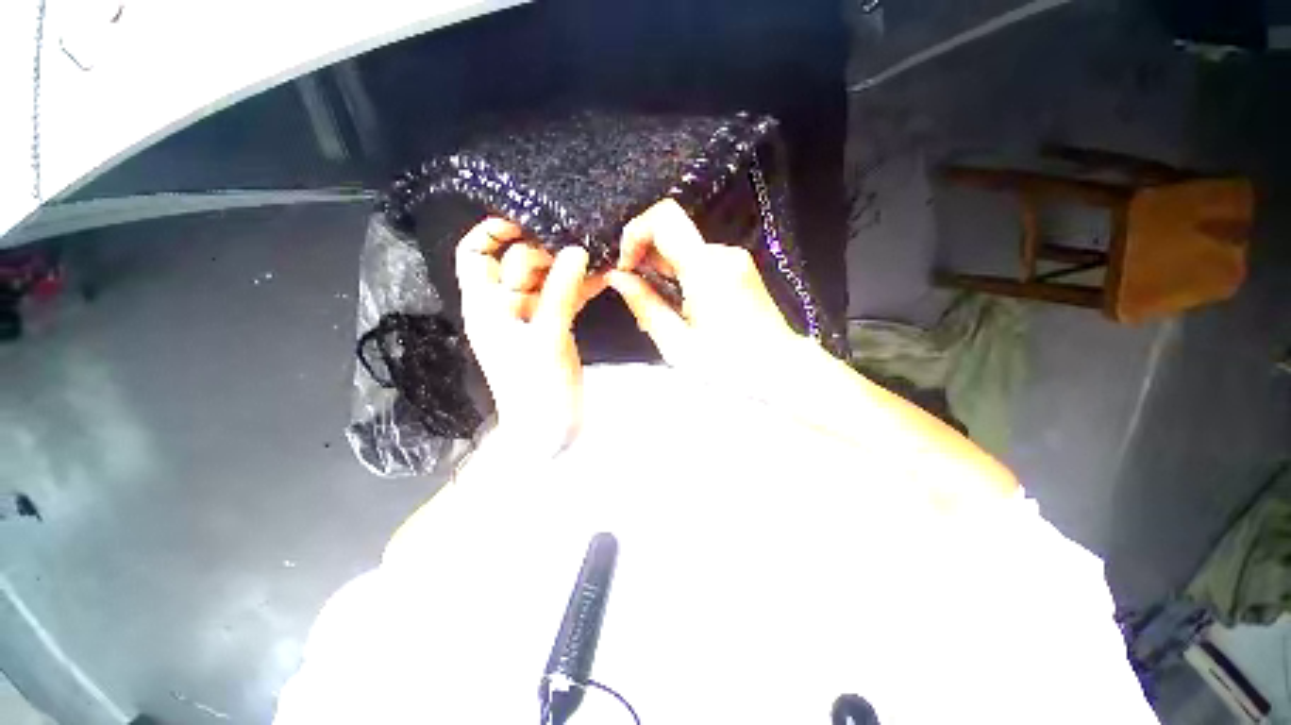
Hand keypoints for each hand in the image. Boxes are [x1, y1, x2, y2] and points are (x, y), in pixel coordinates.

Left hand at [455, 218, 605, 453]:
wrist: (549, 430)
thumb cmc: (536, 387)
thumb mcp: (546, 336)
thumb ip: (561, 292)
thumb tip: (577, 251)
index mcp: (486, 305)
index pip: (474, 253)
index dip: (493, 232)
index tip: (527, 223)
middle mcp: (505, 305)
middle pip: (518, 262)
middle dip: (545, 252)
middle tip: (576, 250)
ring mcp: (532, 316)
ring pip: (546, 278)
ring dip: (568, 268)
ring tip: (595, 258)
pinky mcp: (553, 327)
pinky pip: (565, 297)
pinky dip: (581, 287)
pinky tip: (602, 278)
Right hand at [607, 199, 808, 376]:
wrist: (780, 369)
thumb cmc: (728, 365)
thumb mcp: (677, 343)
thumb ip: (645, 305)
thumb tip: (617, 277)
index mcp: (706, 269)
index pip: (663, 218)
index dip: (635, 234)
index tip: (625, 268)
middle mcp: (722, 254)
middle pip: (671, 235)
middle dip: (645, 261)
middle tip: (639, 301)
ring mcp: (733, 259)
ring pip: (682, 251)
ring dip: (661, 274)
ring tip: (661, 314)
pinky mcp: (738, 268)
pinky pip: (698, 262)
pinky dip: (680, 278)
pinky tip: (681, 310)